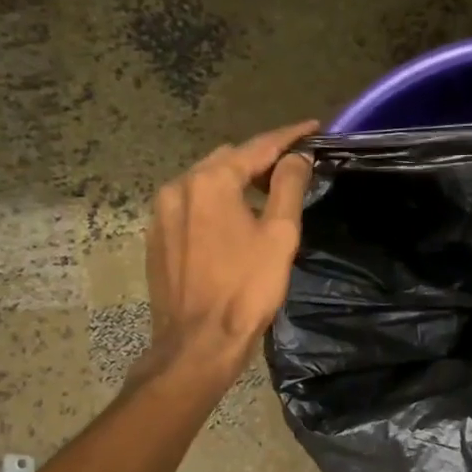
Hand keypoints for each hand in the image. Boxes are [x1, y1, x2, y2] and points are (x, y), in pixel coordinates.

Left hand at [135, 120, 317, 384]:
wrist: (198, 343)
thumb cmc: (246, 288)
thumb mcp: (279, 235)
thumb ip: (288, 186)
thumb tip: (297, 157)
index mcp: (210, 181)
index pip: (257, 146)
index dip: (289, 136)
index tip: (314, 128)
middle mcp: (178, 186)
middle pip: (228, 160)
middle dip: (261, 158)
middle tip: (293, 167)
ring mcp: (162, 213)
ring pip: (207, 181)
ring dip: (237, 180)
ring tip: (266, 192)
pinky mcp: (158, 237)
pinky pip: (192, 205)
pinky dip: (217, 202)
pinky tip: (234, 220)